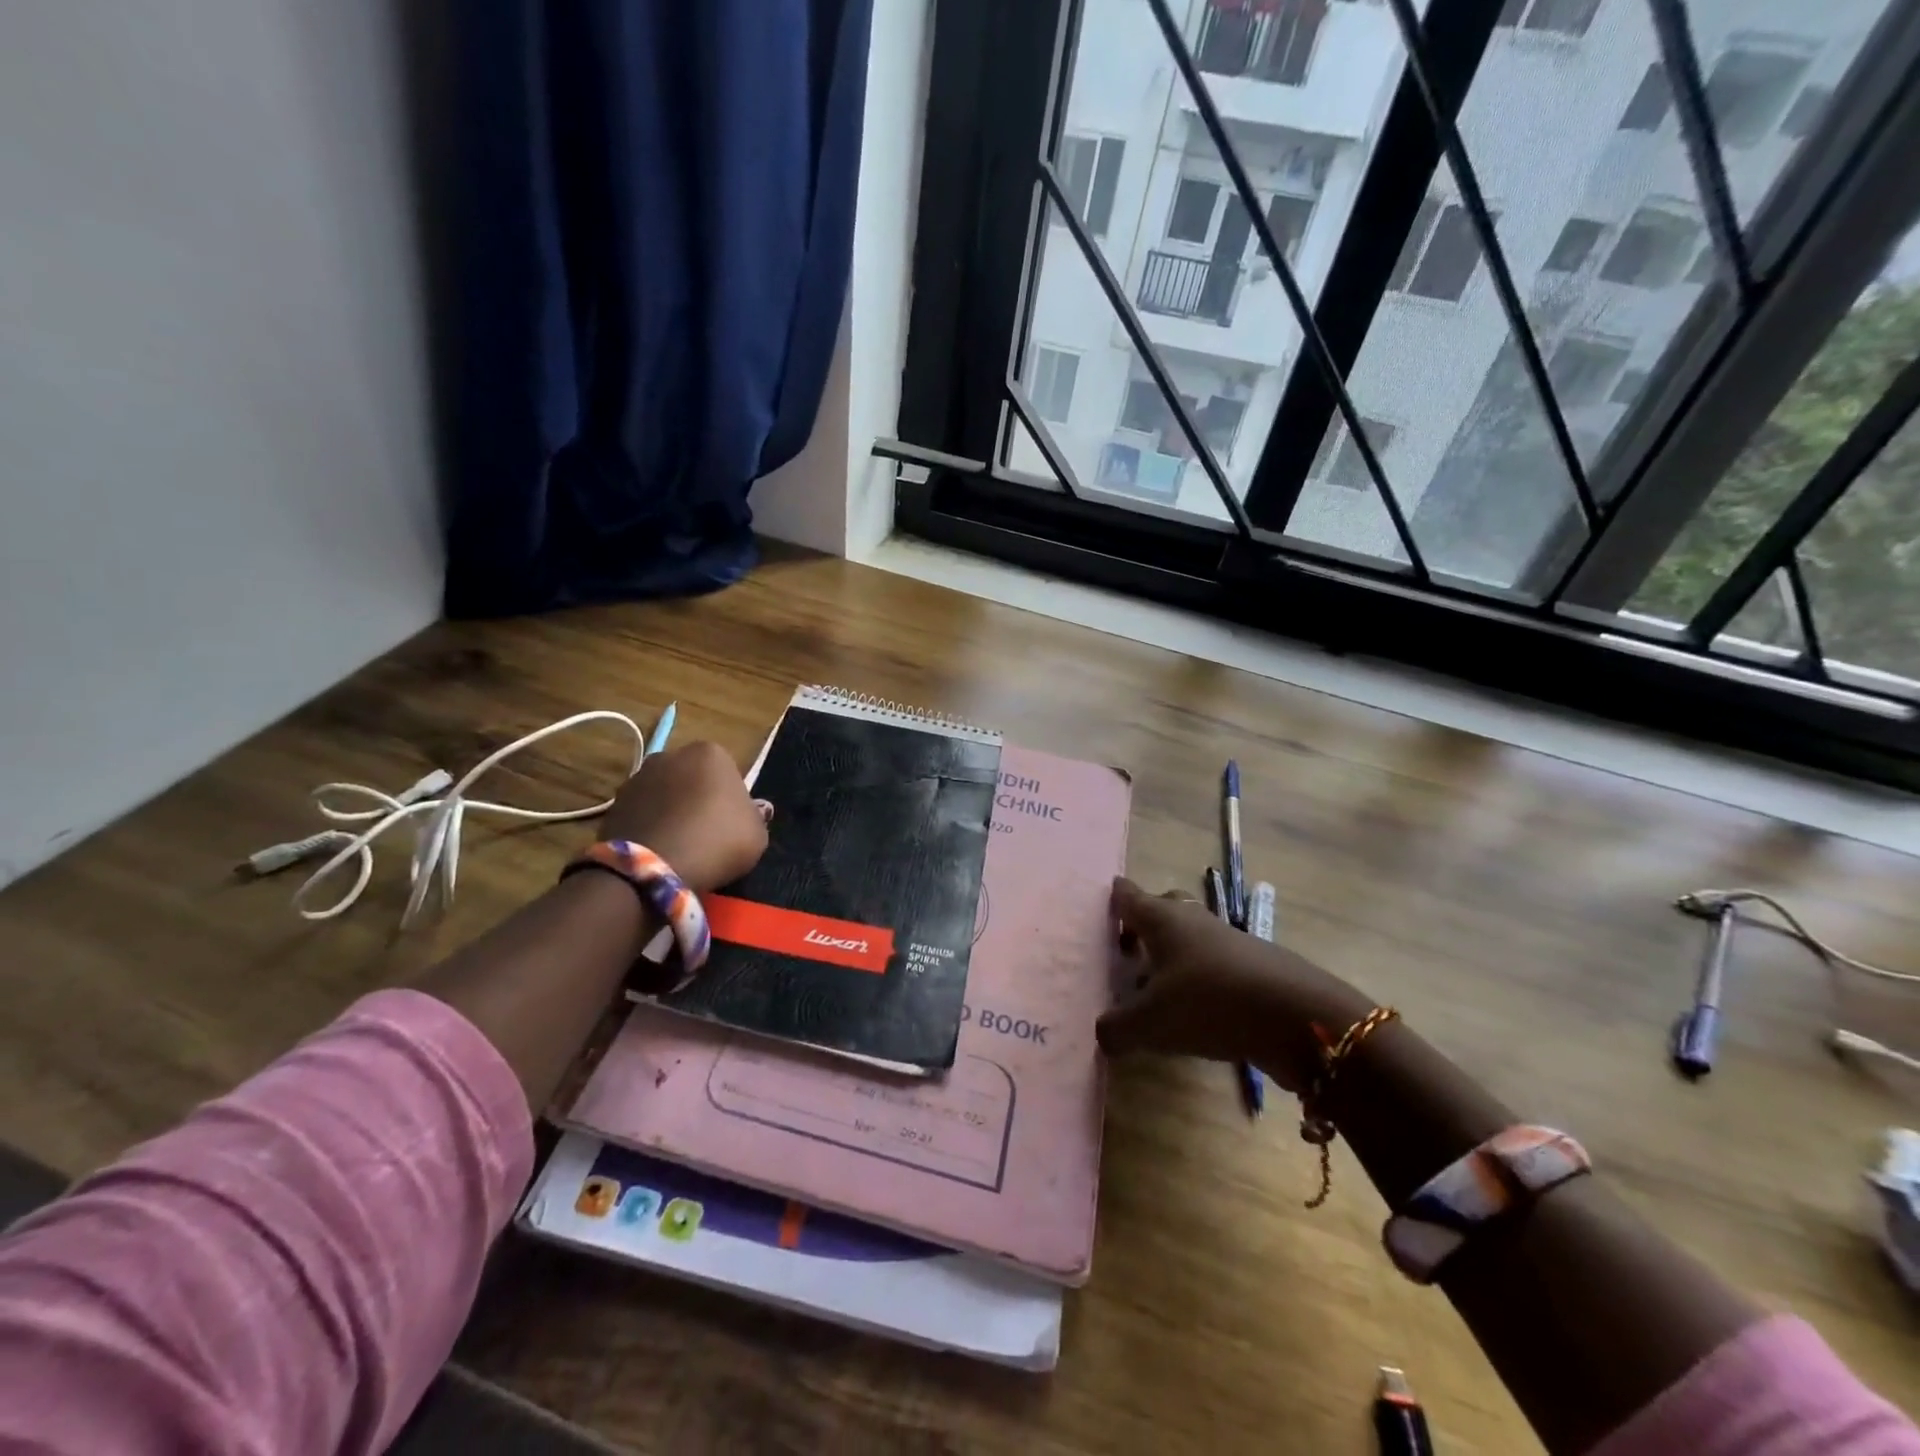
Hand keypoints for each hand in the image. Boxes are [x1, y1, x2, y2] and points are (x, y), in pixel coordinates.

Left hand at [601, 742, 768, 891]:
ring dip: (670, 811)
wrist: (656, 868)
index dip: (731, 798)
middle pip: (691, 777)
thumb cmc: (718, 840)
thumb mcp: (757, 833)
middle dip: (697, 797)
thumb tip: (749, 812)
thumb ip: (754, 817)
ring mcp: (637, 778)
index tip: (732, 823)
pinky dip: (649, 827)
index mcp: (710, 753)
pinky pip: (641, 814)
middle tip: (707, 833)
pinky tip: (658, 852)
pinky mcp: (613, 804)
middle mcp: (670, 755)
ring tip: (680, 846)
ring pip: (663, 794)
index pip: (727, 771)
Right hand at [1096, 877, 1372, 1092]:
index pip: (1129, 896)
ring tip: (1154, 989)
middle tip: (1126, 950)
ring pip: (1191, 938)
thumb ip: (1118, 1028)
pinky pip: (1214, 965)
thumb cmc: (1208, 1002)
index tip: (1102, 904)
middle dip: (1144, 924)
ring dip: (1172, 956)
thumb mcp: (1151, 1023)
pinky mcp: (1254, 968)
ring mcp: (1228, 941)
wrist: (1297, 1017)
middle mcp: (1193, 920)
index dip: (1114, 898)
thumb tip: (1102, 1033)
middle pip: (1163, 908)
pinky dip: (1198, 979)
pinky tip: (1193, 1012)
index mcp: (1162, 919)